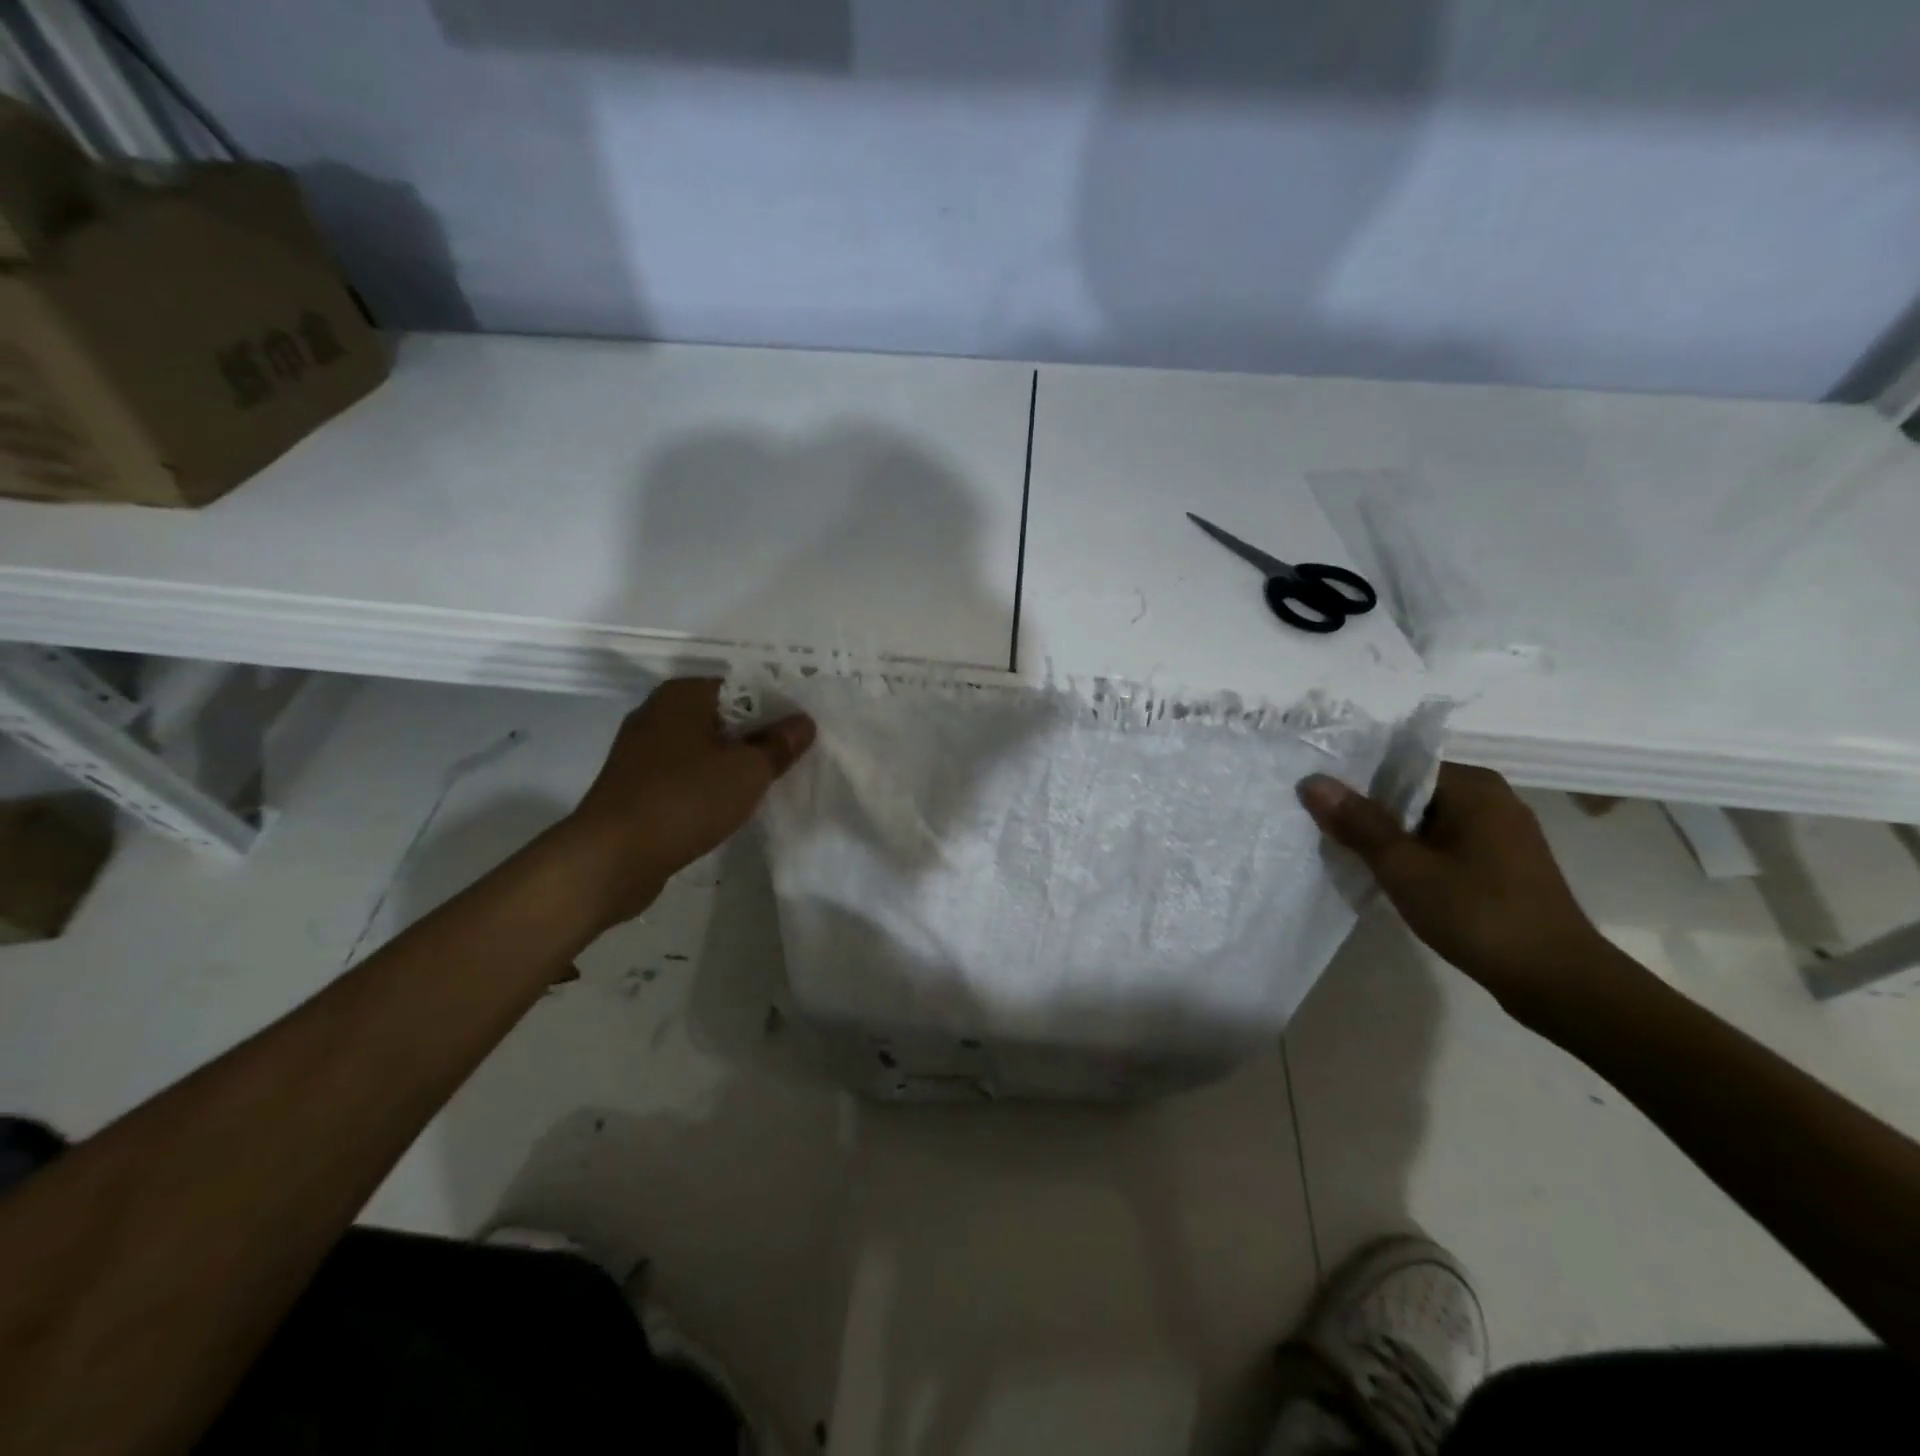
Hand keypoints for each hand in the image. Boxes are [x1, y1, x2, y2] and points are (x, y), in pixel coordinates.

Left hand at [555, 678, 814, 931]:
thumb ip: (779, 744)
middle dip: (757, 736)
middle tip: (792, 757)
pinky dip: (708, 784)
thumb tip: (803, 722)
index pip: (742, 686)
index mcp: (682, 695)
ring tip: (767, 782)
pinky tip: (730, 804)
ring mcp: (641, 751)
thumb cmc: (685, 799)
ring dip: (733, 763)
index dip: (777, 705)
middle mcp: (657, 713)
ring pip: (703, 747)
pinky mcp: (635, 786)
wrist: (611, 858)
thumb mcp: (748, 771)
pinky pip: (685, 774)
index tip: (802, 730)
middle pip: (723, 716)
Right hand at [1298, 764, 1612, 1024]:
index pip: (1398, 765)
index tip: (1318, 803)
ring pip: (1425, 820)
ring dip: (1389, 835)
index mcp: (1473, 786)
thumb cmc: (1477, 914)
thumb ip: (1358, 822)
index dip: (1355, 782)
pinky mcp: (1502, 862)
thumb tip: (1313, 781)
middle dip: (1368, 811)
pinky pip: (1443, 842)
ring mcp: (1501, 832)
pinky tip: (1390, 876)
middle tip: (1323, 829)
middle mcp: (1491, 798)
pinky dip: (1414, 853)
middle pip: (1411, 791)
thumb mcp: (1405, 868)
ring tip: (1346, 852)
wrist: (1557, 981)